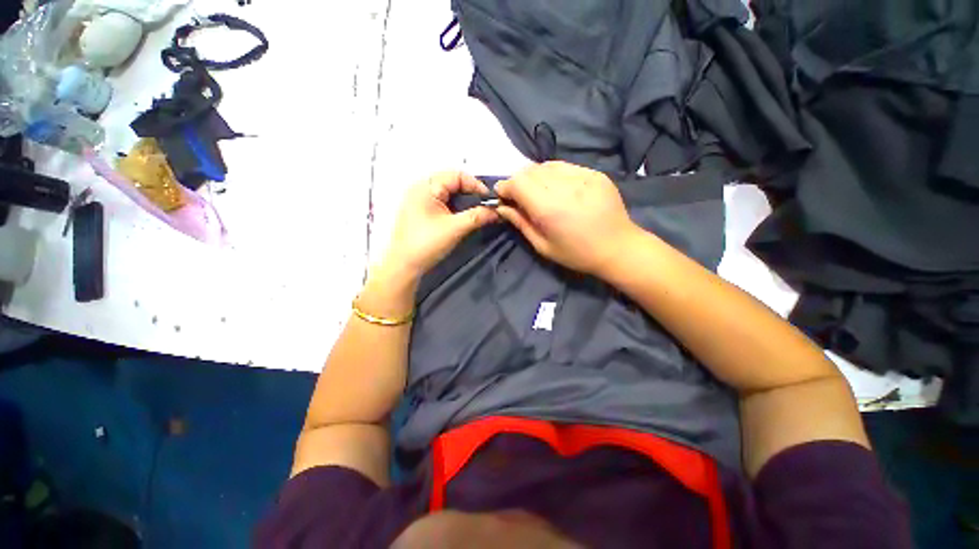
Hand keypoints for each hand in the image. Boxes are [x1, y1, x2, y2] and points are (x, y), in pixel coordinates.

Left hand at [382, 171, 498, 281]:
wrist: (404, 266)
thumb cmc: (426, 244)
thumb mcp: (455, 228)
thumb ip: (477, 216)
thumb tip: (497, 211)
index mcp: (426, 186)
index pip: (457, 175)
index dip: (476, 185)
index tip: (490, 200)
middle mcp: (421, 188)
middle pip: (452, 181)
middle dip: (471, 192)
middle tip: (485, 205)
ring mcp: (419, 200)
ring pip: (448, 192)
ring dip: (464, 200)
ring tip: (477, 211)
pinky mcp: (420, 211)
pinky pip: (442, 201)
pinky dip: (455, 206)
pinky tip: (463, 217)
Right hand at [495, 162, 641, 276]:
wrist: (619, 247)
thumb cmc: (577, 254)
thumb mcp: (543, 246)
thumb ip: (520, 223)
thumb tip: (501, 207)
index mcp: (549, 208)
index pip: (517, 183)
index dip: (505, 187)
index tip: (502, 197)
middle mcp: (565, 186)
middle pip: (529, 171)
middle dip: (518, 182)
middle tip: (520, 197)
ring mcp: (583, 176)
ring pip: (546, 165)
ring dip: (535, 176)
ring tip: (538, 192)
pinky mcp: (595, 173)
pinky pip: (565, 166)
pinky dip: (554, 174)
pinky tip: (558, 188)